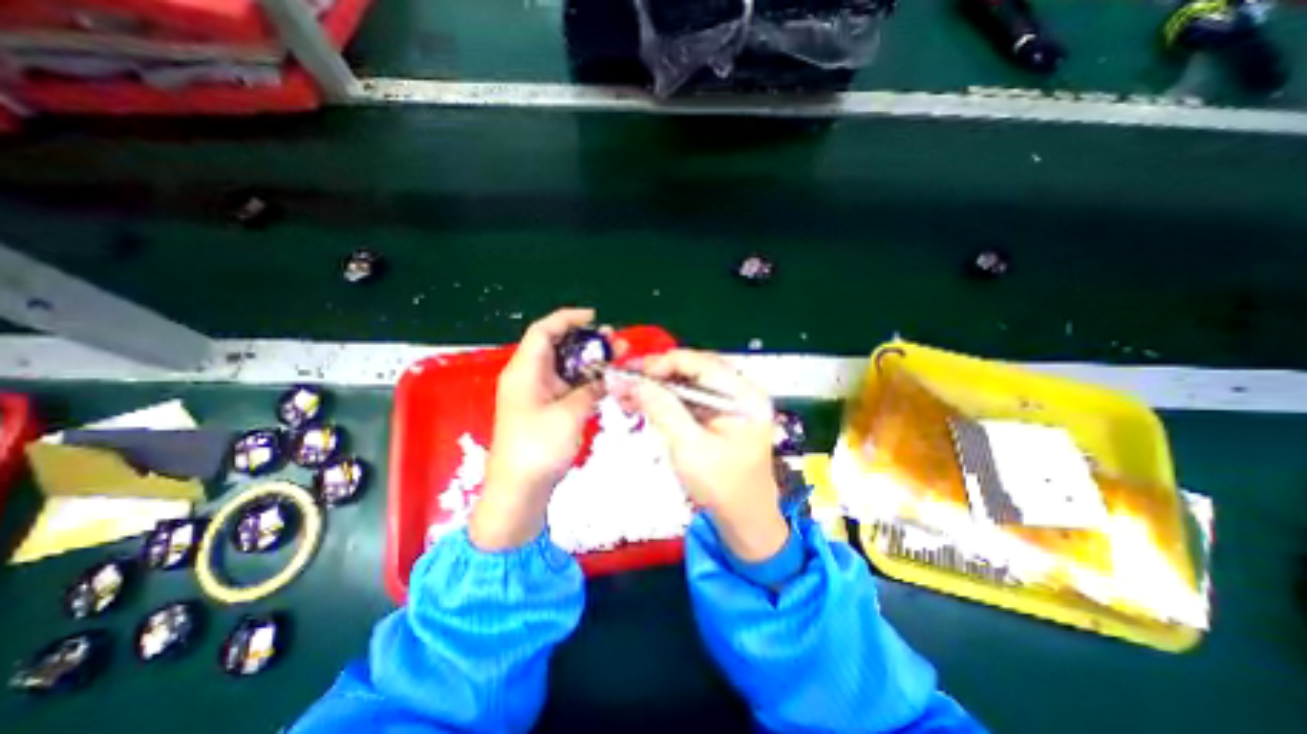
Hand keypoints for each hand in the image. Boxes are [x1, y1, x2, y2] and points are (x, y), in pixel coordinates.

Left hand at [470, 305, 606, 553]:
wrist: (518, 491)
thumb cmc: (538, 448)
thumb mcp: (570, 414)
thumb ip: (590, 389)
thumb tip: (605, 376)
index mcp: (525, 371)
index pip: (543, 331)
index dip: (567, 319)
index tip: (594, 317)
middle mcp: (528, 377)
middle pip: (556, 346)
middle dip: (585, 340)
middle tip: (614, 341)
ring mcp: (536, 393)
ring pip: (564, 366)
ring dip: (588, 360)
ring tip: (616, 357)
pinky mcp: (544, 408)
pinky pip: (566, 384)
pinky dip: (585, 379)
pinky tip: (604, 381)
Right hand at [604, 351, 779, 562]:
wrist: (744, 519)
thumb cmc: (723, 488)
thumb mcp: (690, 448)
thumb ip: (664, 410)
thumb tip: (636, 382)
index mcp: (745, 397)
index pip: (702, 363)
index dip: (665, 363)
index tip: (634, 373)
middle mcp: (742, 392)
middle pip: (695, 368)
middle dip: (659, 374)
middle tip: (627, 380)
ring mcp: (732, 402)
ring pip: (690, 381)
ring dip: (659, 385)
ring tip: (628, 392)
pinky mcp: (721, 414)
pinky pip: (691, 397)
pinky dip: (666, 398)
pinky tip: (644, 402)